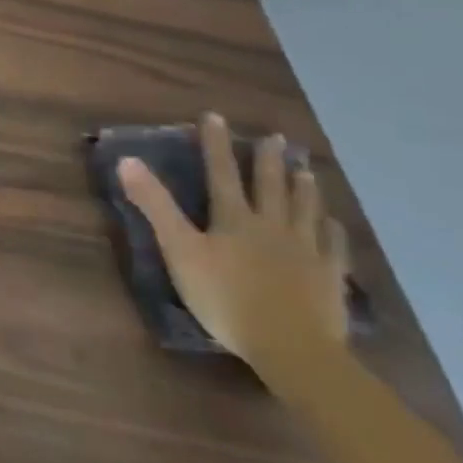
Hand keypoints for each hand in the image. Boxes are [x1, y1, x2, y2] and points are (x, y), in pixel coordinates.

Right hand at [117, 114, 349, 367]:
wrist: (291, 346)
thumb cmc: (225, 297)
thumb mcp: (179, 251)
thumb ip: (155, 206)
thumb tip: (128, 161)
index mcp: (234, 218)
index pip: (221, 172)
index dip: (216, 144)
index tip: (215, 116)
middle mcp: (272, 225)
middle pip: (270, 186)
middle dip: (268, 160)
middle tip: (275, 138)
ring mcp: (306, 250)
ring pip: (305, 210)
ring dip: (303, 188)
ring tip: (305, 170)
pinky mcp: (329, 277)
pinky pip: (333, 246)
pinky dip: (332, 230)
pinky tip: (334, 224)